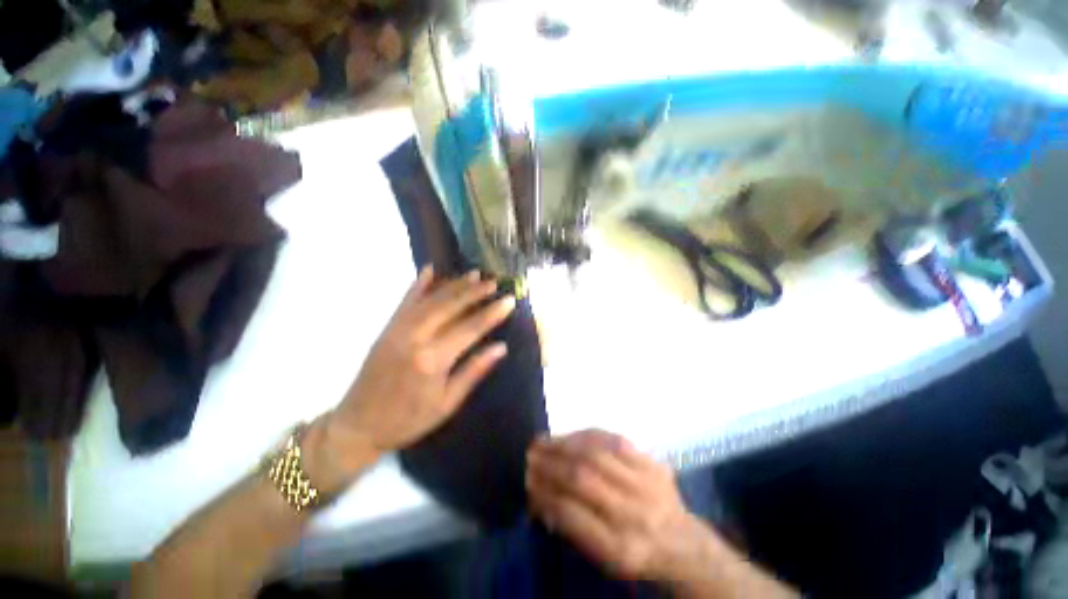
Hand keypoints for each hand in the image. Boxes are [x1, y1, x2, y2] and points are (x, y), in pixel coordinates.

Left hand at [315, 266, 515, 481]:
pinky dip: (419, 284)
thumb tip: (501, 347)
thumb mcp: (447, 403)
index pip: (470, 329)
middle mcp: (416, 338)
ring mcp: (398, 329)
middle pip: (451, 307)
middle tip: (494, 282)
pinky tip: (430, 269)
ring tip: (473, 274)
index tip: (509, 300)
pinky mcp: (387, 328)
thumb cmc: (408, 420)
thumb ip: (474, 371)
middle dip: (475, 292)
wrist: (358, 425)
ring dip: (454, 284)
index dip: (492, 313)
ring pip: (431, 299)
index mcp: (433, 360)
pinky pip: (405, 300)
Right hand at [526, 430, 715, 581]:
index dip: (544, 492)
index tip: (527, 480)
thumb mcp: (603, 559)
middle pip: (582, 477)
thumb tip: (538, 494)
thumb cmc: (636, 554)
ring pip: (596, 453)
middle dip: (550, 463)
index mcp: (620, 549)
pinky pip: (614, 439)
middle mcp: (634, 515)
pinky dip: (587, 435)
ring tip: (543, 441)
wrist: (684, 545)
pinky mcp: (653, 463)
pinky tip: (570, 435)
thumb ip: (571, 527)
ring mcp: (647, 484)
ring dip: (564, 444)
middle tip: (530, 455)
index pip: (571, 514)